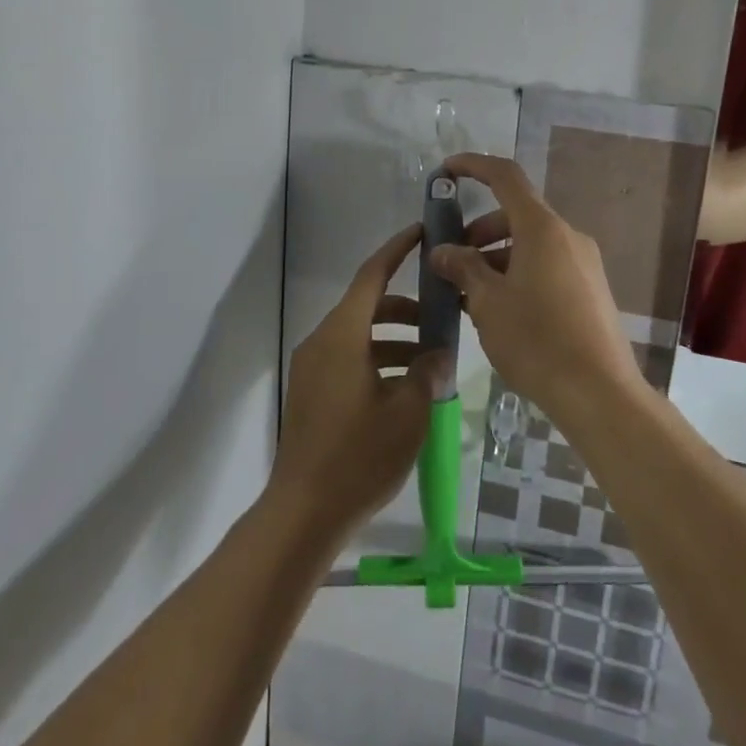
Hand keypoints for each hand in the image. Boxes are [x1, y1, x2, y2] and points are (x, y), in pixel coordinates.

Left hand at [266, 223, 439, 542]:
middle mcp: (322, 342)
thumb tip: (437, 354)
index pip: (372, 276)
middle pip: (368, 307)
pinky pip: (349, 360)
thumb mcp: (407, 412)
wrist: (303, 512)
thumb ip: (427, 373)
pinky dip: (378, 360)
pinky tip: (406, 388)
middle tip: (442, 317)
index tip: (421, 232)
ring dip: (395, 339)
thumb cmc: (359, 456)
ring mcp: (313, 369)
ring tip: (432, 361)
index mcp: (342, 336)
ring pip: (359, 336)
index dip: (397, 250)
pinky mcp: (312, 393)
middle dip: (406, 308)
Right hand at [429, 154, 644, 427]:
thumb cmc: (537, 339)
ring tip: (467, 296)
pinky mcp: (590, 290)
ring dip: (494, 259)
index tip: (445, 171)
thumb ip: (462, 268)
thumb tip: (443, 250)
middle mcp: (567, 236)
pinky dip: (517, 274)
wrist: (599, 393)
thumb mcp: (487, 302)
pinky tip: (498, 312)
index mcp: (542, 228)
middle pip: (515, 216)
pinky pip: (546, 267)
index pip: (505, 177)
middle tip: (449, 262)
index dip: (473, 166)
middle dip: (477, 232)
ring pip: (529, 245)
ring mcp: (583, 263)